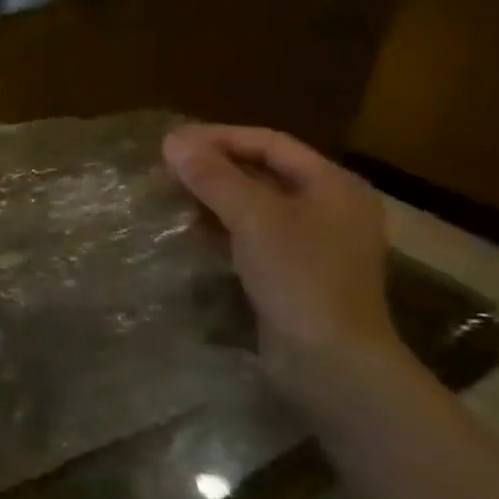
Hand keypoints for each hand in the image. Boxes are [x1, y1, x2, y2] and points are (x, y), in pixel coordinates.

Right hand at [163, 124, 403, 394]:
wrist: (330, 360)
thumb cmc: (300, 278)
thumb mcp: (254, 219)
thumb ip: (214, 177)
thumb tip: (172, 141)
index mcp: (333, 184)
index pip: (270, 143)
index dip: (219, 138)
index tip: (171, 143)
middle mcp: (328, 206)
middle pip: (263, 171)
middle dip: (213, 168)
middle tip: (165, 169)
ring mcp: (312, 241)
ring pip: (255, 204)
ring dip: (213, 197)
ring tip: (171, 197)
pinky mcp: (294, 271)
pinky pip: (252, 234)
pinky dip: (221, 227)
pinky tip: (190, 232)